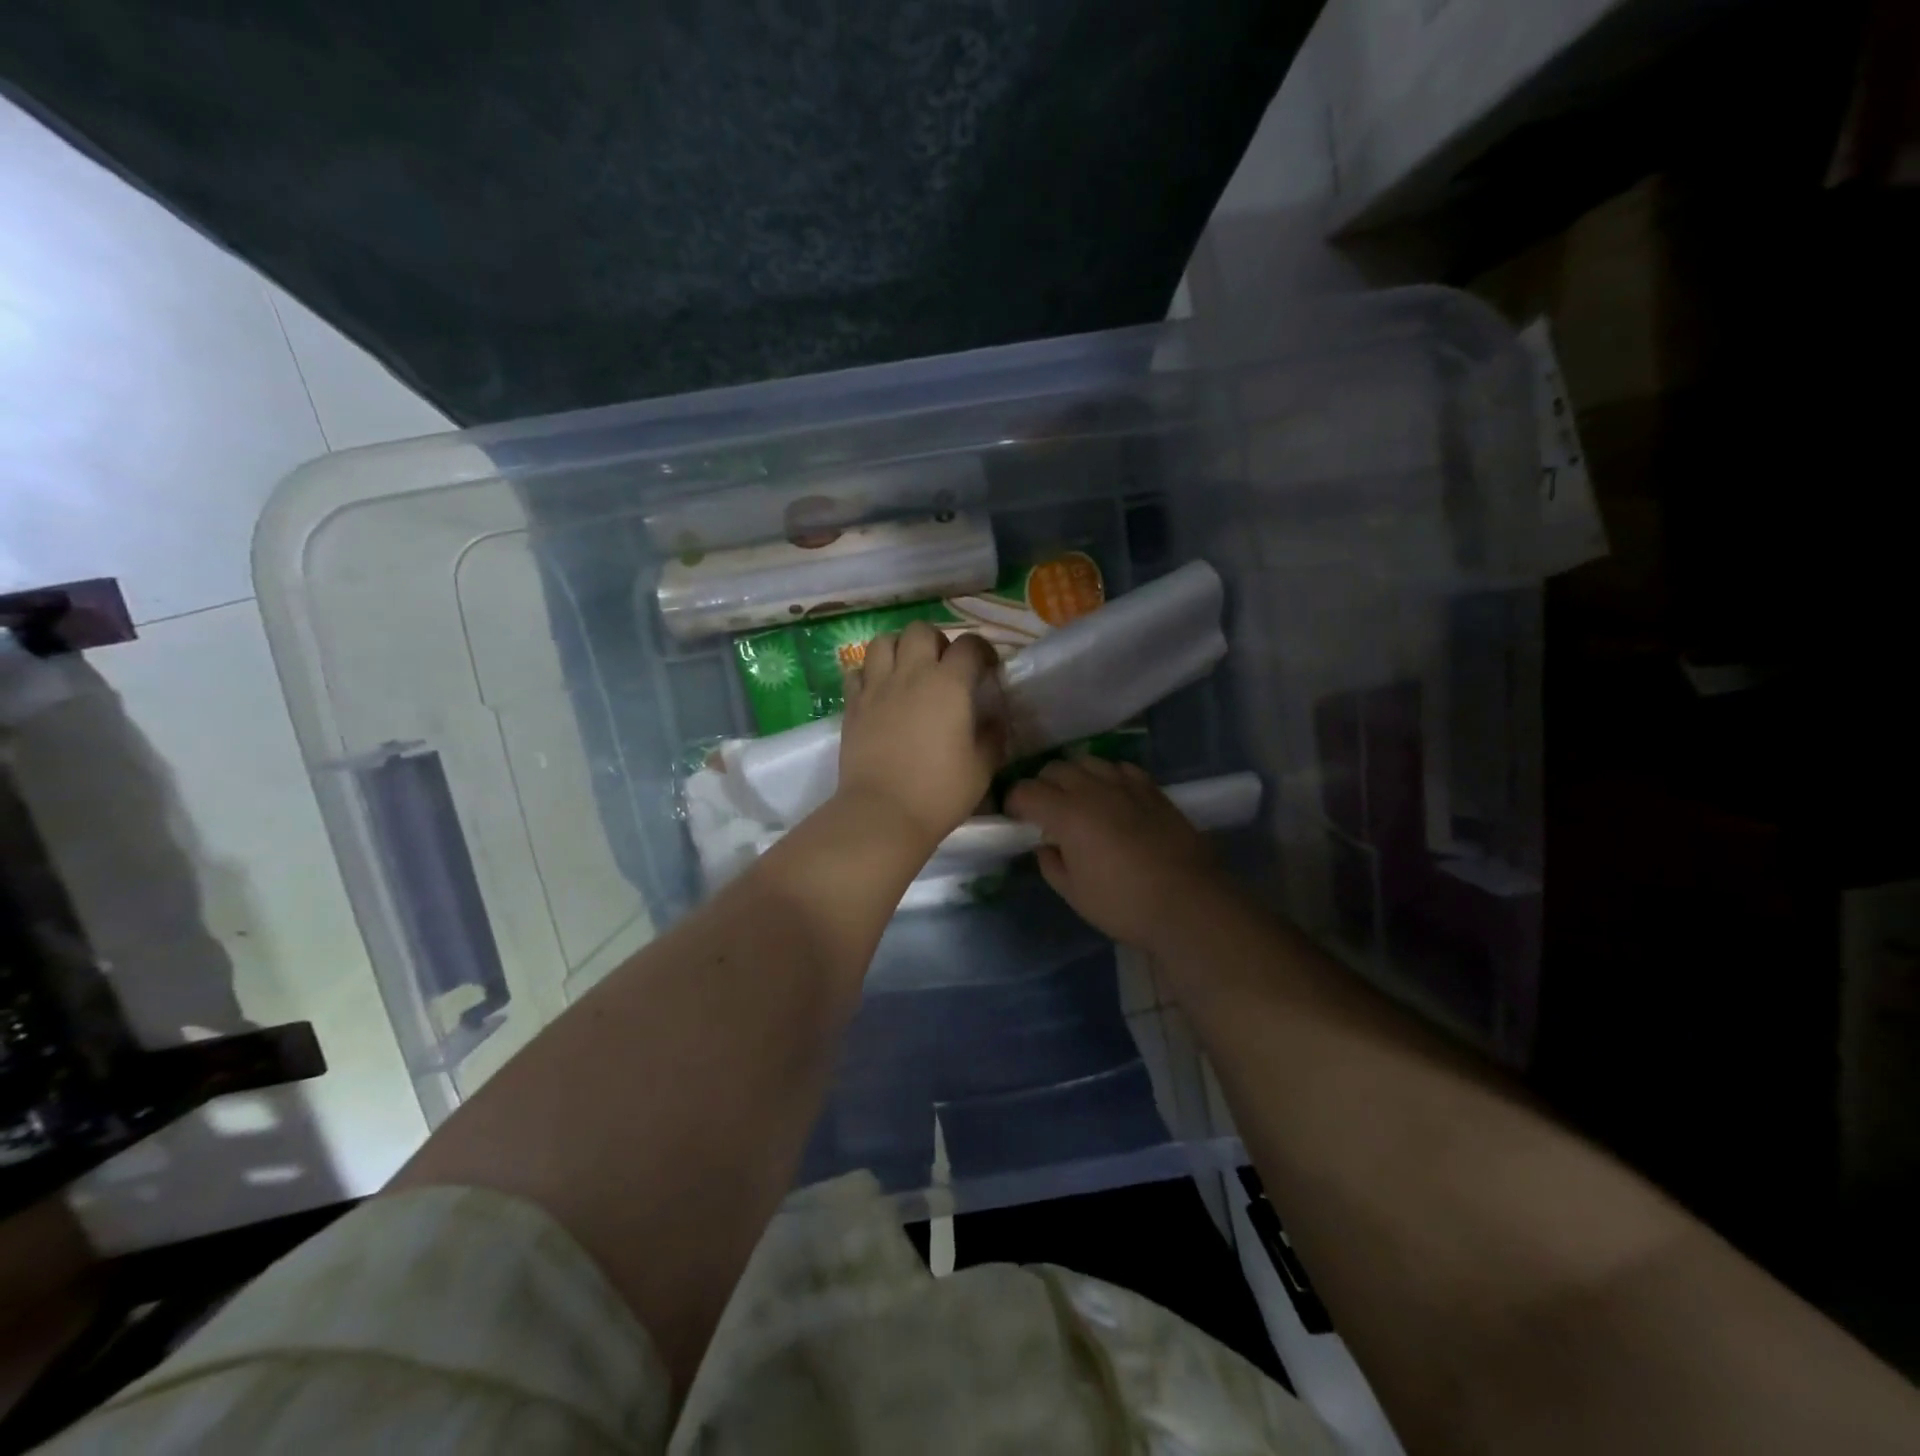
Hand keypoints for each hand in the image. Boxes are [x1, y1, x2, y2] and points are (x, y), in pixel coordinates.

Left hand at [837, 624, 1003, 847]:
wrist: (882, 813)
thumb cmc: (939, 792)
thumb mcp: (982, 768)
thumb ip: (992, 736)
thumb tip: (993, 718)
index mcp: (949, 684)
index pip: (969, 645)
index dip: (982, 651)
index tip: (987, 669)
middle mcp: (911, 674)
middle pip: (920, 630)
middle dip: (936, 641)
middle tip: (943, 667)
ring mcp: (876, 687)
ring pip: (883, 642)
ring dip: (899, 648)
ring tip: (907, 670)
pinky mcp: (852, 705)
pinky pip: (856, 671)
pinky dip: (869, 673)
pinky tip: (879, 691)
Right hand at [1006, 757, 1227, 950]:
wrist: (1189, 902)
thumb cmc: (1124, 904)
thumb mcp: (1075, 894)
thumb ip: (1051, 865)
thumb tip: (1045, 847)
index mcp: (1067, 814)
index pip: (1026, 791)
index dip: (1013, 802)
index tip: (1014, 818)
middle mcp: (1093, 789)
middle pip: (1054, 769)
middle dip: (1041, 785)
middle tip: (1043, 811)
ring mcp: (1125, 785)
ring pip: (1087, 761)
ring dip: (1073, 776)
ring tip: (1076, 799)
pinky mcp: (1152, 789)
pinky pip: (1119, 768)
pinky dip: (1106, 776)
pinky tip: (1110, 795)